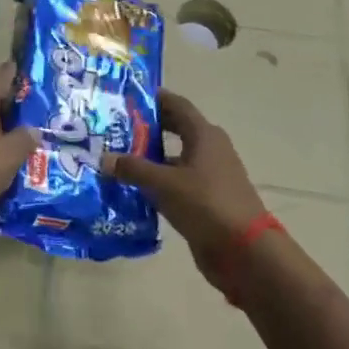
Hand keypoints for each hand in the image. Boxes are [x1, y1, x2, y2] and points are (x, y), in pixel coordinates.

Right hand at [105, 90, 271, 285]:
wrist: (244, 252)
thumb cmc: (206, 204)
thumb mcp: (164, 184)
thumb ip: (132, 169)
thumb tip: (104, 158)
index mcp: (204, 135)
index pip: (176, 104)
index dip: (152, 98)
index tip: (124, 96)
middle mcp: (209, 149)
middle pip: (174, 129)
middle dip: (146, 127)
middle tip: (113, 127)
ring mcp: (209, 176)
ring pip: (173, 158)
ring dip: (149, 158)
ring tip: (115, 158)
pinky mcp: (206, 200)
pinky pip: (176, 182)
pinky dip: (157, 182)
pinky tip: (132, 189)